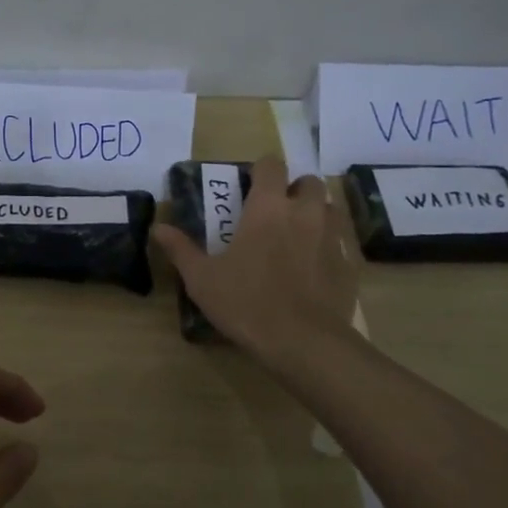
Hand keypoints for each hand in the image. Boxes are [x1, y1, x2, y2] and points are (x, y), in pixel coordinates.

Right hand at [152, 157, 361, 358]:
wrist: (303, 342)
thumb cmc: (246, 303)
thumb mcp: (202, 279)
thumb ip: (181, 250)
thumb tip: (158, 228)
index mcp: (267, 209)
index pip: (271, 166)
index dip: (261, 170)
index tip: (250, 185)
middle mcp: (304, 213)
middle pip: (308, 182)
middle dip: (293, 189)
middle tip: (275, 211)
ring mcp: (332, 237)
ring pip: (329, 208)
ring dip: (315, 213)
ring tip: (297, 235)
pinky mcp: (349, 263)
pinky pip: (342, 241)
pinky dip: (330, 244)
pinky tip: (316, 265)